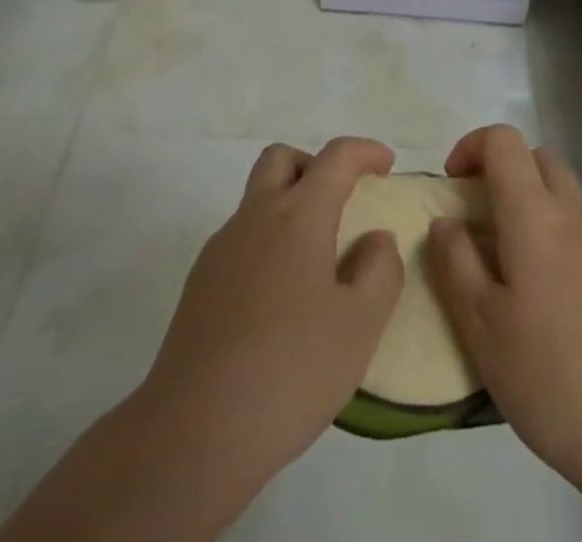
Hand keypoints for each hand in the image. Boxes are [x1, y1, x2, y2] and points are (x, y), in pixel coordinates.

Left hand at [140, 135, 404, 484]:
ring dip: (290, 203)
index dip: (364, 151)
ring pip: (258, 197)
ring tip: (317, 255)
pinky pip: (242, 237)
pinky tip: (281, 296)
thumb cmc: (290, 371)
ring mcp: (222, 247)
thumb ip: (379, 271)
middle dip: (316, 165)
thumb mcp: (359, 326)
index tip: (386, 163)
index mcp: (298, 216)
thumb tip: (376, 239)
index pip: (335, 158)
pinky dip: (268, 240)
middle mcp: (256, 216)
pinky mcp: (201, 280)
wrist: (195, 429)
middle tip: (343, 199)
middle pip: (283, 159)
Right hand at [427, 125, 581, 525]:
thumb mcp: (482, 326)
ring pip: (563, 195)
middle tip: (477, 217)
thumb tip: (446, 221)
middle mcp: (574, 215)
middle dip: (502, 171)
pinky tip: (547, 299)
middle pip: (538, 159)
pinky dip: (556, 236)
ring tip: (507, 263)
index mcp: (534, 213)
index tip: (451, 185)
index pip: (503, 141)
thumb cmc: (552, 377)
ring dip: (530, 204)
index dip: (471, 146)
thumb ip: (456, 262)